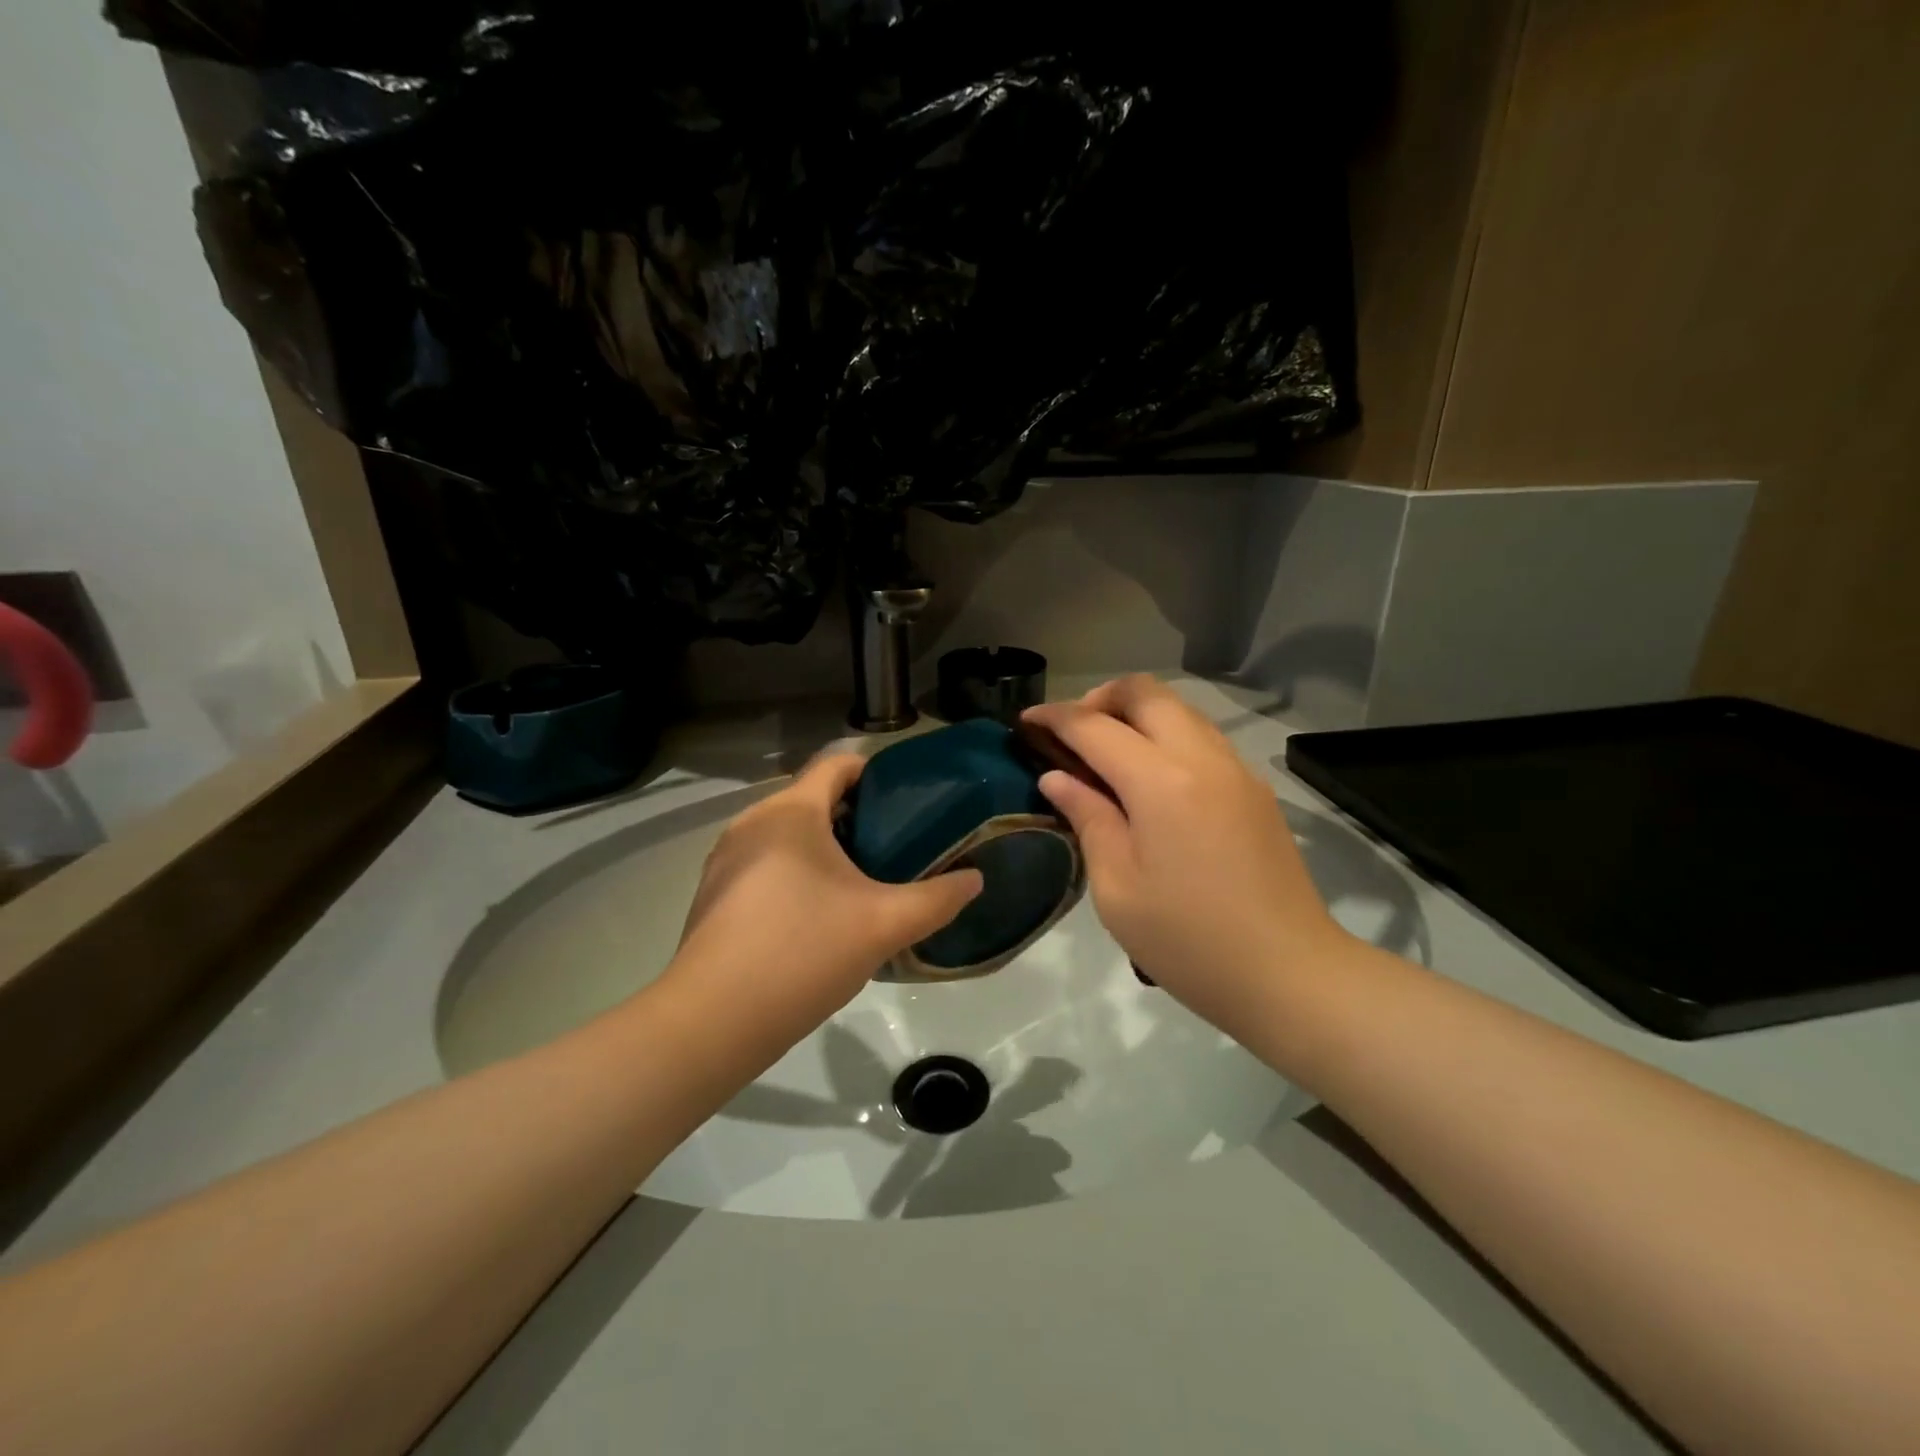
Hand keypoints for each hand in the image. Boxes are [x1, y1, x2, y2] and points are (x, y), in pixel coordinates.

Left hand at [662, 754, 982, 1048]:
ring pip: (787, 834)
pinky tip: (816, 914)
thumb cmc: (803, 952)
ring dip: (824, 846)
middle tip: (896, 847)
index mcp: (791, 812)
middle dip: (856, 816)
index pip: (837, 764)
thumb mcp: (884, 925)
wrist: (713, 1021)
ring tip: (863, 880)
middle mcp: (752, 822)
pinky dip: (795, 871)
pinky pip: (764, 863)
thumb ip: (937, 899)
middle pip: (813, 798)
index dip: (875, 773)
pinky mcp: (714, 893)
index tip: (908, 800)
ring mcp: (726, 859)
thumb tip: (975, 879)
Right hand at [1023, 676, 1352, 1035]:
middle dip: (1100, 698)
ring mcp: (1236, 770)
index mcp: (1161, 782)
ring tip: (1106, 756)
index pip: (1095, 726)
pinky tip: (1149, 782)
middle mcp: (1202, 758)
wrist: (1290, 975)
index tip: (1025, 723)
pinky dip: (1166, 737)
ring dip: (1136, 715)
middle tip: (1071, 735)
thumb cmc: (1189, 942)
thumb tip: (1058, 778)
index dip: (1055, 717)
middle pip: (1146, 692)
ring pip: (1179, 709)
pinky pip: (1202, 738)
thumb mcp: (1118, 890)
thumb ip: (1088, 820)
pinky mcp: (1254, 790)